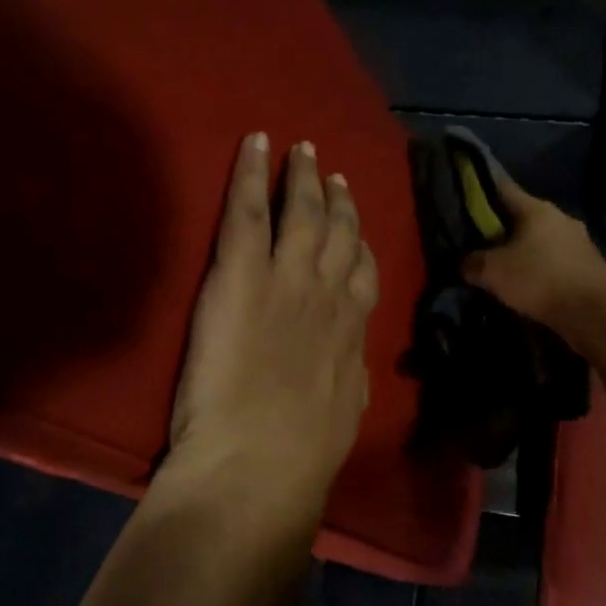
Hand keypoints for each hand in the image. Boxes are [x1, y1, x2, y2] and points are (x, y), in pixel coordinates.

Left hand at [167, 134, 378, 520]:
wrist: (261, 461)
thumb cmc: (302, 453)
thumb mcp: (347, 412)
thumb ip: (350, 376)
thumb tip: (353, 361)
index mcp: (350, 332)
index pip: (363, 276)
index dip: (362, 248)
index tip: (358, 234)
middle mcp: (327, 295)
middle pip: (339, 235)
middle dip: (338, 201)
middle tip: (332, 173)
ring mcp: (286, 279)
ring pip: (302, 213)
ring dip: (303, 178)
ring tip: (302, 151)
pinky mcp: (241, 274)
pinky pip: (250, 210)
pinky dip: (253, 173)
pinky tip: (256, 143)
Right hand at [462, 171, 605, 337]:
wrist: (594, 312)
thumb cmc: (540, 280)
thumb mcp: (493, 272)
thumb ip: (472, 263)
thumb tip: (465, 263)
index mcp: (537, 208)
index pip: (503, 189)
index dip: (480, 192)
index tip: (463, 199)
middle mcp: (559, 218)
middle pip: (521, 218)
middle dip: (500, 229)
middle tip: (476, 243)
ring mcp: (577, 242)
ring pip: (538, 242)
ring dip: (521, 252)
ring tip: (500, 268)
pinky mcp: (585, 267)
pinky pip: (552, 262)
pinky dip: (538, 270)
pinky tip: (525, 285)